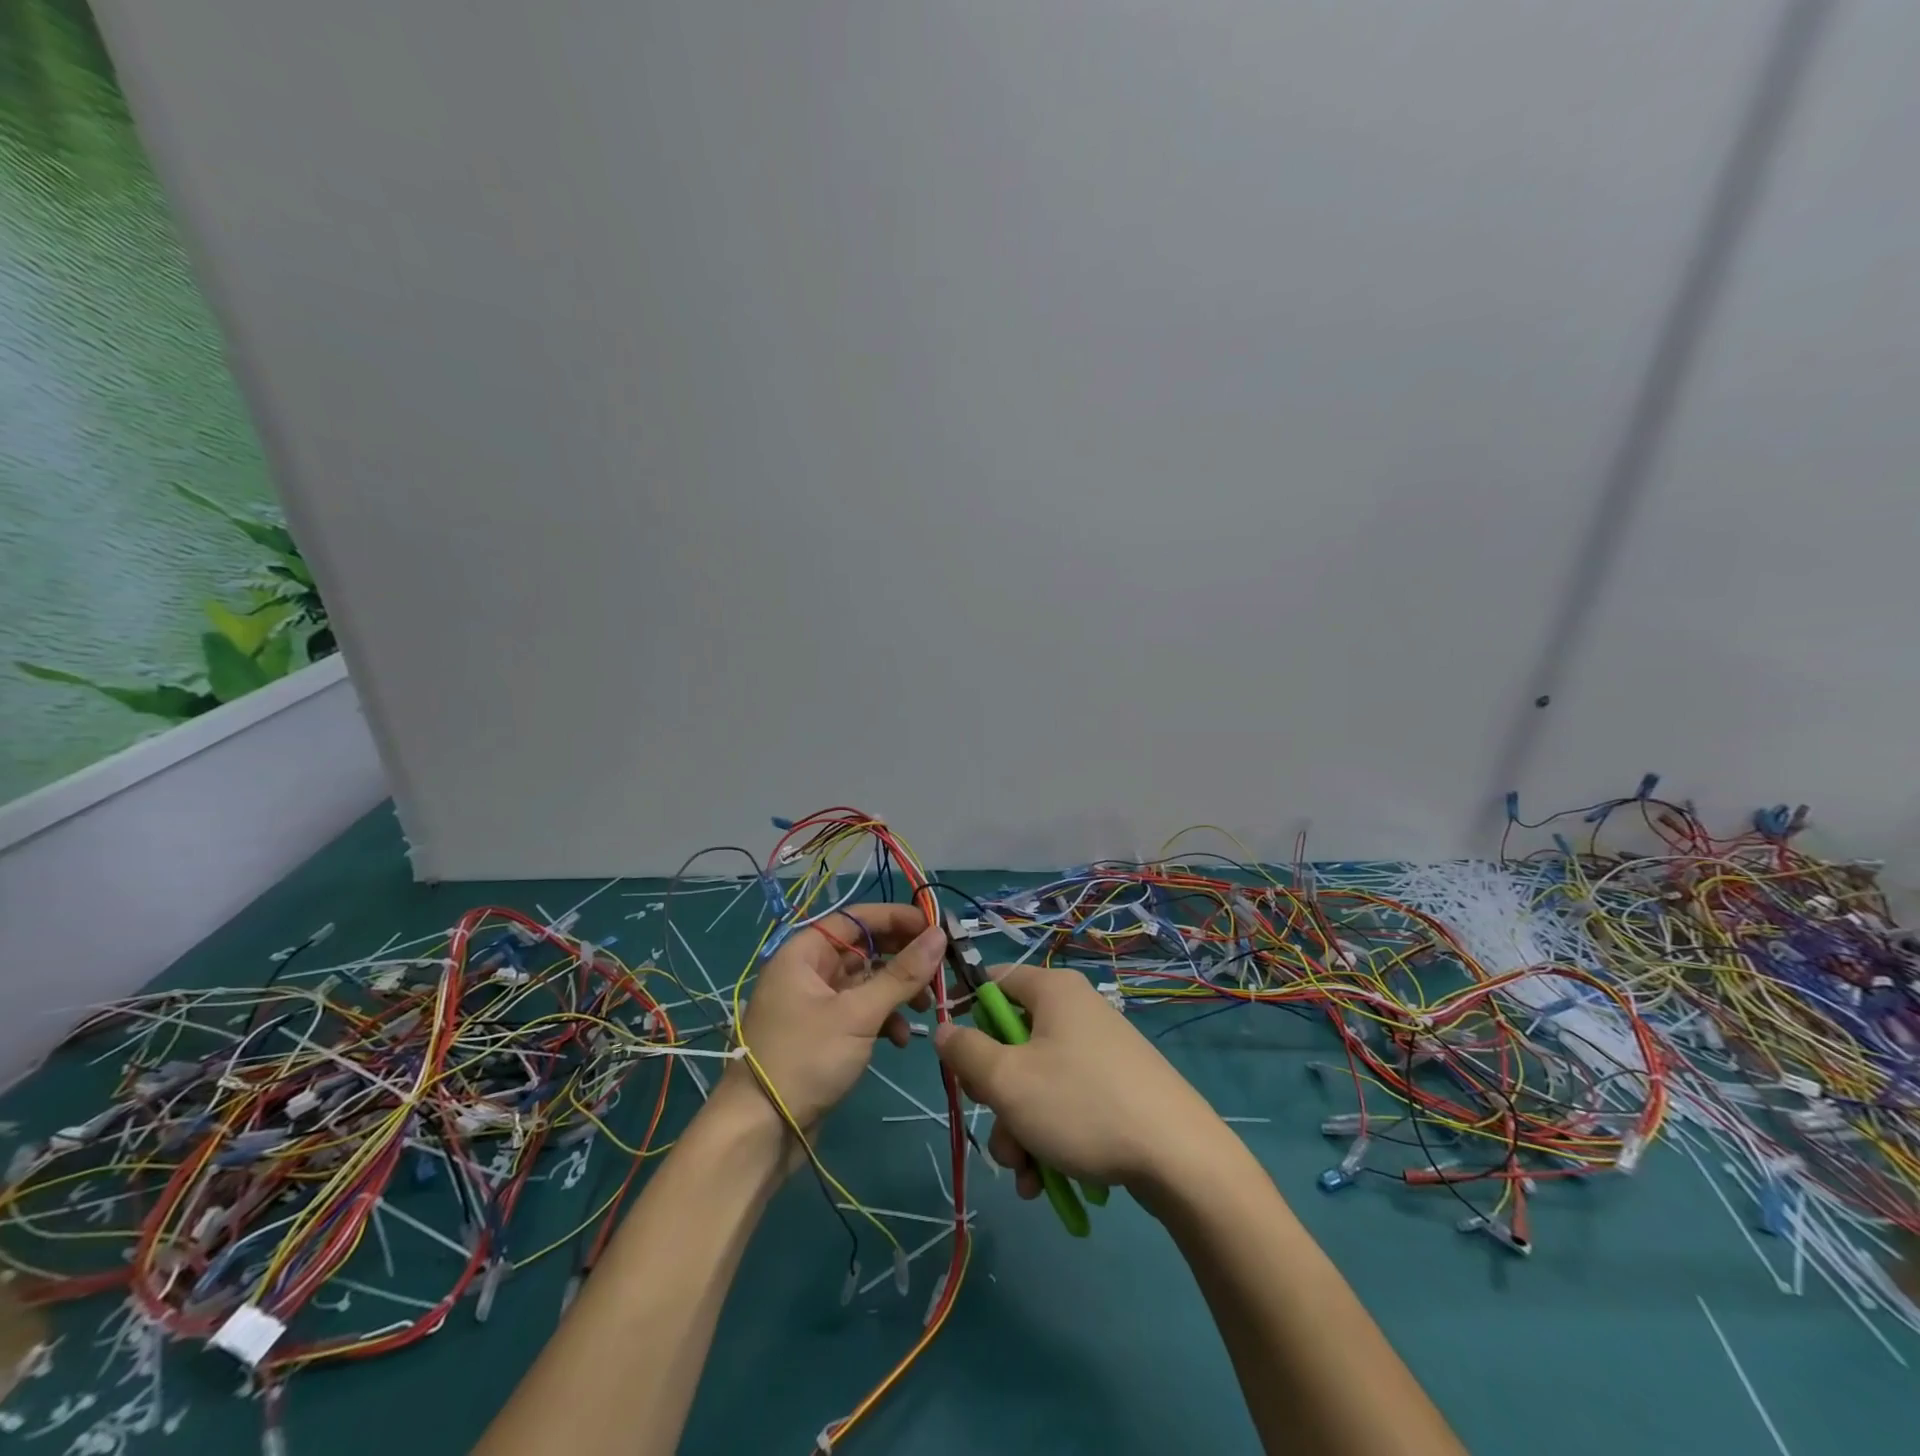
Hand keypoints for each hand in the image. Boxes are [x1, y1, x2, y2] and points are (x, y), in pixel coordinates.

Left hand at [722, 905, 945, 1132]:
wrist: (760, 1131)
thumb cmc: (805, 1059)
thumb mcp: (858, 1014)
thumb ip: (901, 974)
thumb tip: (939, 935)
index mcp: (805, 952)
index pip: (858, 918)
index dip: (898, 918)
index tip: (936, 928)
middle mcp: (809, 970)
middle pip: (866, 949)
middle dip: (903, 959)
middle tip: (939, 970)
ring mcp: (816, 1003)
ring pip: (867, 982)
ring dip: (898, 992)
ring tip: (925, 1009)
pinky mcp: (825, 1033)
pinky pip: (861, 1012)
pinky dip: (884, 1020)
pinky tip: (901, 1039)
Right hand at [933, 963, 1225, 1198]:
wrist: (1181, 1158)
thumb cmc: (1082, 1105)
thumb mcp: (1007, 1081)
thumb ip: (965, 1052)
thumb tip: (945, 1030)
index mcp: (1053, 990)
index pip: (993, 981)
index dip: (967, 1015)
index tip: (959, 1058)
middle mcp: (1077, 1010)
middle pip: (1013, 1042)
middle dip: (997, 1098)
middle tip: (1003, 1135)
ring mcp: (1100, 1051)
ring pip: (1036, 1082)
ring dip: (1020, 1130)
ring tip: (1028, 1175)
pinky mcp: (1117, 1087)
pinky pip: (1066, 1102)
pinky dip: (1050, 1137)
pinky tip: (1048, 1181)